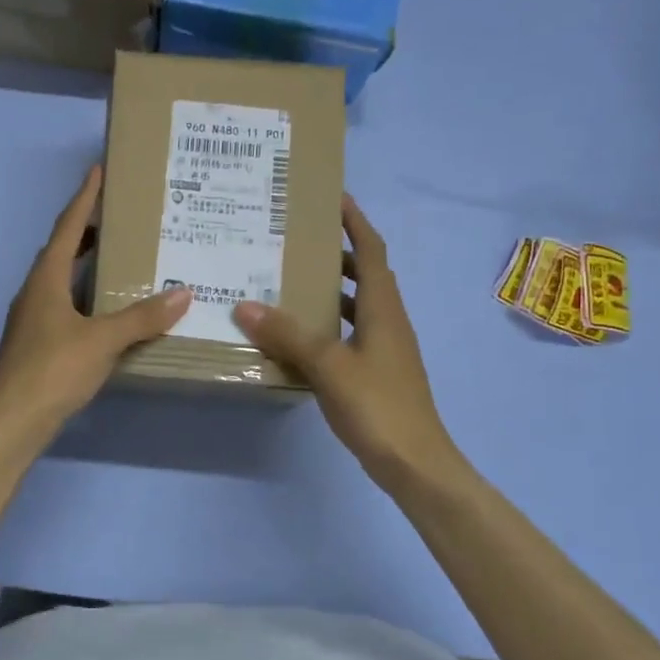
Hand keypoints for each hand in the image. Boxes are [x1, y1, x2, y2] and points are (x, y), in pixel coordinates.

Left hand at [0, 165, 188, 440]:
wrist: (12, 422)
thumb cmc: (53, 371)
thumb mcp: (103, 341)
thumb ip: (142, 317)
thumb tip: (184, 294)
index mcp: (45, 280)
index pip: (66, 227)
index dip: (83, 198)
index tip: (98, 171)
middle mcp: (35, 292)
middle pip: (60, 250)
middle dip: (86, 229)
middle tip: (118, 216)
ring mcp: (32, 320)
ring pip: (61, 279)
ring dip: (84, 263)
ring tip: (118, 256)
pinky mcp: (36, 344)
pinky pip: (64, 305)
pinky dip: (85, 295)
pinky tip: (106, 310)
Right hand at [234, 195, 460, 492]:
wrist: (415, 463)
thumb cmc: (378, 405)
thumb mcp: (328, 365)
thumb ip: (287, 334)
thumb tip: (244, 305)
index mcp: (383, 308)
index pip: (371, 251)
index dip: (356, 222)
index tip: (334, 197)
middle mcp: (388, 320)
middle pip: (366, 274)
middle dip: (338, 252)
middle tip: (298, 240)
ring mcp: (385, 348)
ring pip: (358, 306)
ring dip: (332, 289)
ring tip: (291, 282)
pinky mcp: (378, 372)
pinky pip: (351, 333)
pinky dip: (329, 324)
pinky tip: (300, 337)